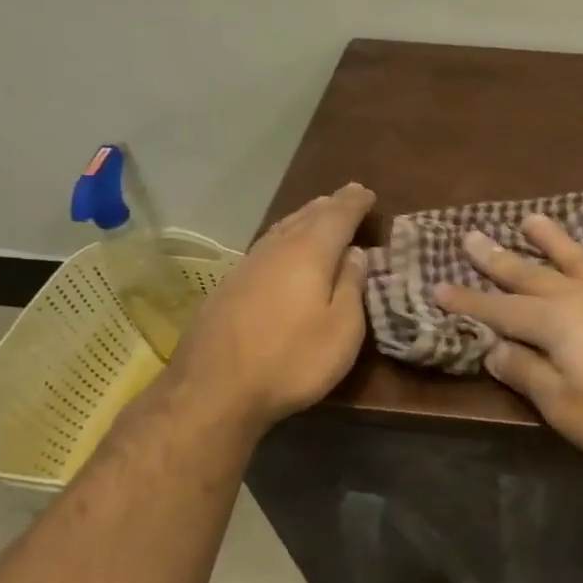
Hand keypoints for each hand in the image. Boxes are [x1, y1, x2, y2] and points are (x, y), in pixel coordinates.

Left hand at [168, 183, 374, 430]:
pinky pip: (267, 245)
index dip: (355, 203)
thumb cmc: (292, 360)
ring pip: (282, 229)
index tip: (368, 192)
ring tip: (318, 211)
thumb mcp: (342, 329)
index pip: (337, 216)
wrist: (214, 390)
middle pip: (307, 217)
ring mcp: (248, 266)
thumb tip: (356, 253)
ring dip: (304, 217)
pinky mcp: (229, 286)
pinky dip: (284, 236)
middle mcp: (277, 249)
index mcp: (310, 253)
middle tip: (347, 195)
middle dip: (330, 205)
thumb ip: (352, 287)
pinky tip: (283, 245)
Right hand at [434, 215, 582, 461]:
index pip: (499, 310)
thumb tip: (492, 347)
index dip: (468, 301)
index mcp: (555, 324)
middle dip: (498, 259)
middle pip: (532, 274)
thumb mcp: (566, 407)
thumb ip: (528, 373)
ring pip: (579, 258)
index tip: (437, 286)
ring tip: (530, 219)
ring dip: (552, 239)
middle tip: (470, 236)